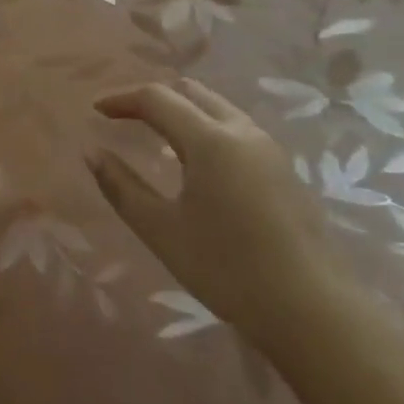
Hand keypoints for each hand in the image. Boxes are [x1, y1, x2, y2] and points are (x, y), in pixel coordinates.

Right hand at [90, 79, 343, 349]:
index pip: (157, 98)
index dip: (121, 99)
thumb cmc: (226, 268)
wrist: (312, 311)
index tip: (95, 110)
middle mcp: (242, 132)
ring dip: (181, 110)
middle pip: (190, 91)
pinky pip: (235, 128)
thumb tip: (91, 152)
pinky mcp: (284, 170)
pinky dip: (204, 126)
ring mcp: (269, 149)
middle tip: (123, 116)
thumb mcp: (161, 229)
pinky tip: (194, 161)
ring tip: (153, 134)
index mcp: (210, 140)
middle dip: (152, 97)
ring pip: (217, 107)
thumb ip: (121, 186)